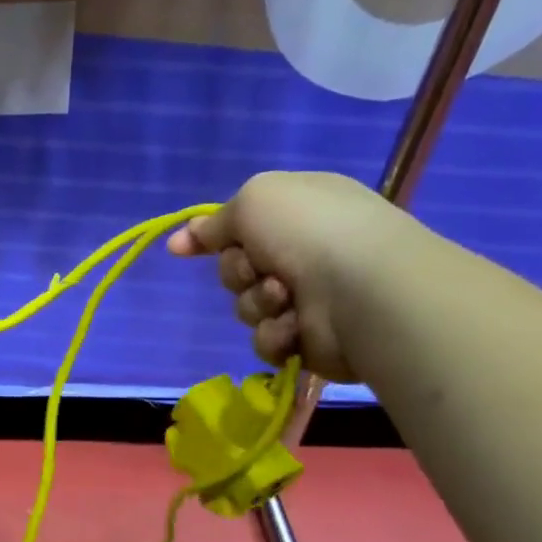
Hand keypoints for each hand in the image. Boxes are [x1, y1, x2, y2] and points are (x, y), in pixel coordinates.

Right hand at [166, 171, 414, 381]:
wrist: (361, 290)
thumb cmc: (310, 232)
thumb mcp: (254, 201)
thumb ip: (216, 221)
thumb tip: (183, 238)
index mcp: (299, 211)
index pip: (241, 224)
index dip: (209, 236)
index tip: (179, 249)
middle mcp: (305, 251)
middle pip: (237, 268)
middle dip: (238, 272)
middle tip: (260, 269)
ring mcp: (310, 297)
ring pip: (248, 306)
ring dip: (258, 303)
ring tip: (286, 298)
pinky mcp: (310, 340)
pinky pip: (266, 340)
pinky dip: (275, 334)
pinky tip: (294, 326)